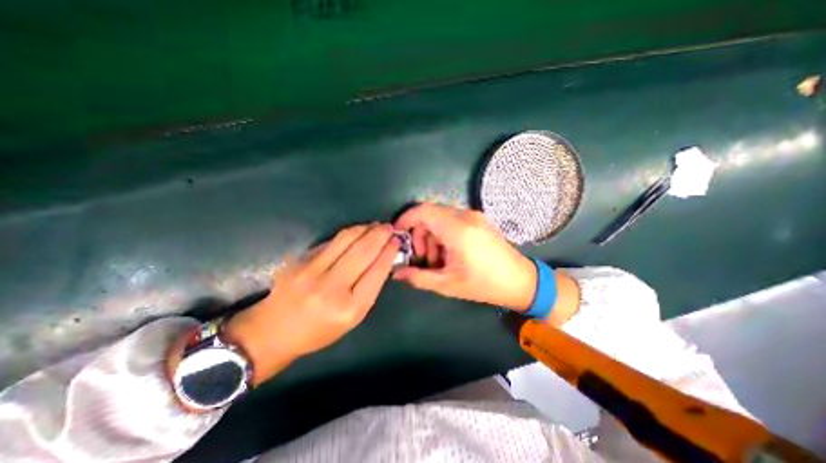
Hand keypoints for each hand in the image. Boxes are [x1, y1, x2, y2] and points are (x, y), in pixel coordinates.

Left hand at [221, 222, 398, 384]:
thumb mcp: (352, 318)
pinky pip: (330, 242)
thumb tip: (382, 259)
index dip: (389, 252)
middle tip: (389, 227)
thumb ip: (369, 289)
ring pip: (345, 239)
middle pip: (363, 251)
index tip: (397, 241)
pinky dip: (348, 235)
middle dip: (380, 235)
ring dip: (364, 228)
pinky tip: (356, 233)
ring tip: (375, 225)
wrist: (273, 331)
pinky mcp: (299, 261)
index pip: (377, 271)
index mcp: (349, 308)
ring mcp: (311, 271)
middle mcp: (331, 288)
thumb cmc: (319, 330)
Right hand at [392, 202, 536, 309]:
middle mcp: (466, 216)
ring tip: (437, 260)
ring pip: (441, 217)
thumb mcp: (447, 285)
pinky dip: (443, 234)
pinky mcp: (479, 220)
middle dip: (419, 234)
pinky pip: (452, 220)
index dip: (406, 219)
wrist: (521, 282)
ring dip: (432, 236)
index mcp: (458, 230)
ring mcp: (474, 216)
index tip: (398, 234)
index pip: (423, 211)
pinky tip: (449, 253)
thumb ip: (418, 277)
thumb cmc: (484, 285)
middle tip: (422, 258)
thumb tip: (395, 272)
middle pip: (430, 215)